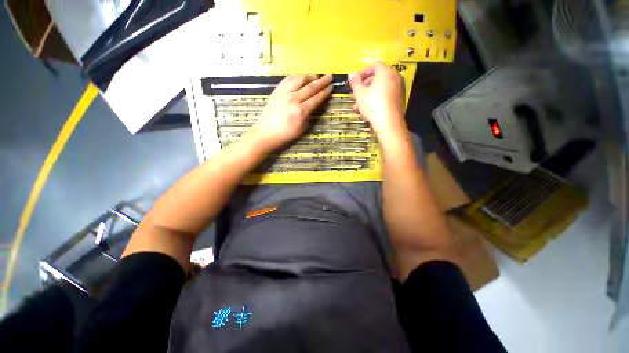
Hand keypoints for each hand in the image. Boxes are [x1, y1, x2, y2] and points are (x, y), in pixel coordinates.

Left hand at [250, 74, 332, 150]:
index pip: (316, 98)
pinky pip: (288, 79)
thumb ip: (309, 115)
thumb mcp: (302, 128)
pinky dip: (297, 77)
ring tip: (316, 76)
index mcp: (301, 111)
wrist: (266, 133)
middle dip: (322, 81)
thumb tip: (316, 104)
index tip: (331, 87)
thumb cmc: (286, 134)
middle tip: (329, 77)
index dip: (325, 92)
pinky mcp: (276, 90)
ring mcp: (284, 93)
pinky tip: (301, 78)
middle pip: (310, 87)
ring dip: (310, 76)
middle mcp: (293, 99)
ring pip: (299, 79)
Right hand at [348, 62, 406, 135]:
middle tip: (355, 95)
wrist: (388, 123)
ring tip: (358, 106)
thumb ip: (354, 82)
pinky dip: (375, 100)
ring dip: (367, 96)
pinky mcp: (398, 101)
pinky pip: (385, 97)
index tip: (355, 81)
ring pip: (379, 89)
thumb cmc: (374, 106)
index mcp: (386, 72)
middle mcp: (395, 78)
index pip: (374, 66)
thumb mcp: (359, 93)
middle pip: (377, 78)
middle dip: (363, 87)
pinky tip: (367, 110)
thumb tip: (352, 75)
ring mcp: (398, 90)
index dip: (362, 73)